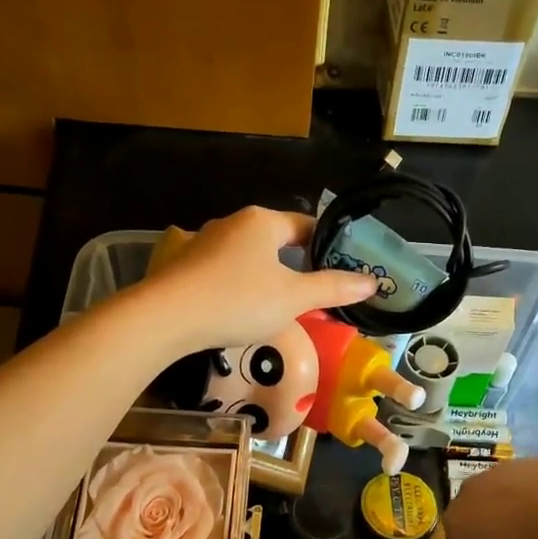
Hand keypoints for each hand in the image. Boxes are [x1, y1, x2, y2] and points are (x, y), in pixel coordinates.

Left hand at [138, 207, 375, 353]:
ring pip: (248, 256)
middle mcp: (232, 223)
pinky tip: (242, 309)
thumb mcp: (294, 298)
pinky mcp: (184, 264)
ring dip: (267, 276)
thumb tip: (371, 282)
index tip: (342, 268)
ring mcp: (203, 242)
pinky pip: (224, 271)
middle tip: (316, 292)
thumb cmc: (238, 300)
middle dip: (297, 264)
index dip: (328, 245)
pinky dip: (240, 285)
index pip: (306, 225)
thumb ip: (333, 288)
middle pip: (276, 240)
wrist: (166, 318)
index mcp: (262, 221)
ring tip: (282, 305)